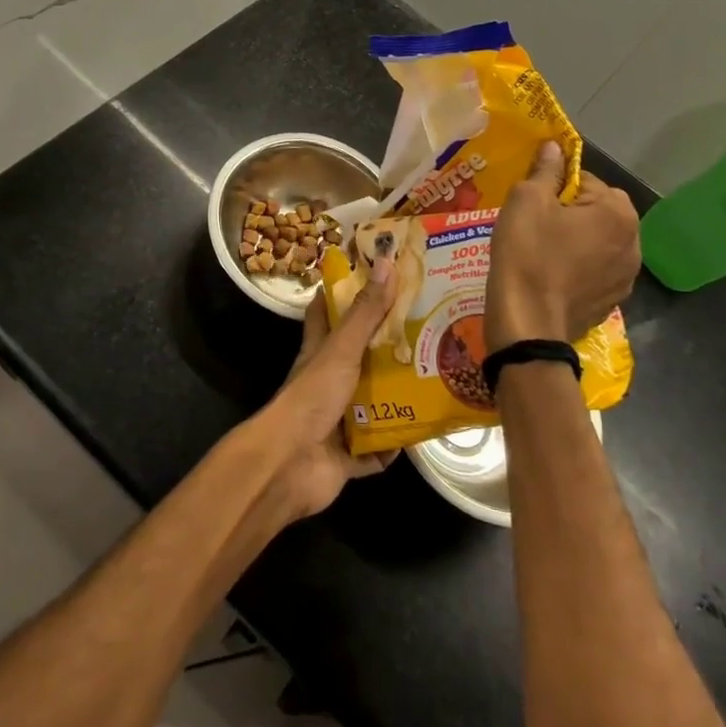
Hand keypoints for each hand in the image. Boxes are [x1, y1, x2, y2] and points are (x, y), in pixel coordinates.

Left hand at [248, 259, 399, 521]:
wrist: (291, 465)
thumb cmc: (312, 397)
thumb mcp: (341, 349)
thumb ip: (365, 313)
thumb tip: (386, 261)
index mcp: (320, 352)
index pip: (325, 313)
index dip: (341, 294)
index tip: (370, 277)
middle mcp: (328, 382)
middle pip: (358, 358)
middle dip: (386, 348)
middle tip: (423, 331)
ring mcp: (337, 419)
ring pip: (371, 404)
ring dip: (396, 397)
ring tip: (435, 379)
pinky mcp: (348, 455)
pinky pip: (377, 450)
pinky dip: (394, 446)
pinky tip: (421, 433)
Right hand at [487, 140, 640, 349]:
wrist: (528, 322)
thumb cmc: (528, 252)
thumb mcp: (527, 200)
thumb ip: (546, 170)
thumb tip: (555, 146)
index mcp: (618, 211)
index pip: (586, 180)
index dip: (556, 186)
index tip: (534, 200)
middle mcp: (634, 242)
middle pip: (598, 211)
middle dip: (571, 212)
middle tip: (536, 223)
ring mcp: (627, 276)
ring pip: (599, 242)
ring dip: (577, 240)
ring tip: (543, 250)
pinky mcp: (613, 301)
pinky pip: (596, 270)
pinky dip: (579, 267)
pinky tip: (552, 275)